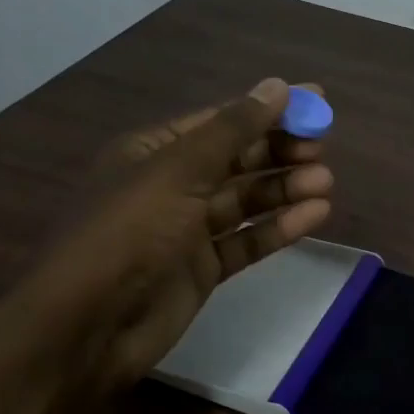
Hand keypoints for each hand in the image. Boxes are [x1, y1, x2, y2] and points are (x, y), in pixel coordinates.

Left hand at [0, 78, 333, 395]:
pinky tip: (314, 216)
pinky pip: (247, 241)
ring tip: (325, 183)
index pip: (221, 122)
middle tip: (321, 151)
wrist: (89, 326)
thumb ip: (231, 131)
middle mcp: (171, 186)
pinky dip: (279, 229)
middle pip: (237, 161)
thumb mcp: (178, 172)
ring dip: (284, 189)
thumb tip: (277, 86)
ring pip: (246, 202)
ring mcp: (187, 230)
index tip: (318, 103)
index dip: (269, 111)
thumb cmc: (128, 234)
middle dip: (279, 153)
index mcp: (153, 151)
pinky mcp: (203, 269)